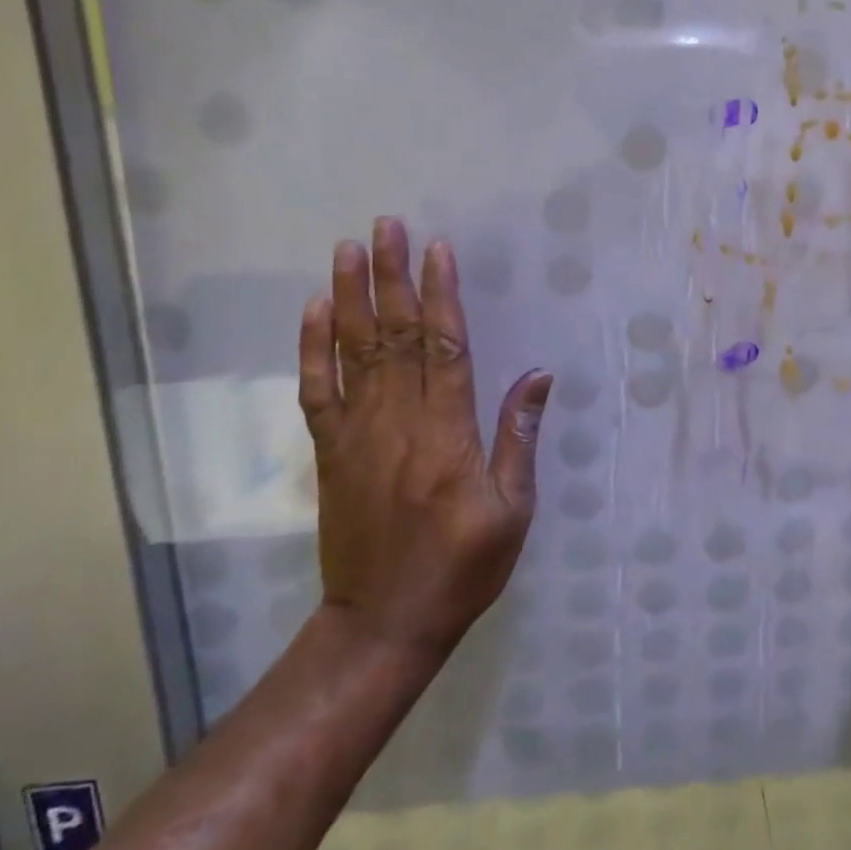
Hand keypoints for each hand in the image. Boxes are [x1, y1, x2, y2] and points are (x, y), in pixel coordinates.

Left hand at [298, 217, 551, 667]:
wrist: (383, 623)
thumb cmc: (463, 569)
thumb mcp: (513, 510)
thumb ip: (518, 437)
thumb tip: (537, 375)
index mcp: (448, 437)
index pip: (445, 349)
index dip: (442, 296)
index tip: (439, 249)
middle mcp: (399, 425)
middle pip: (396, 337)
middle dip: (393, 277)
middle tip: (387, 226)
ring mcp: (357, 437)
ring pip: (353, 353)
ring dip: (351, 297)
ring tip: (348, 249)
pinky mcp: (331, 454)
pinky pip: (317, 391)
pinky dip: (313, 348)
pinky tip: (315, 312)